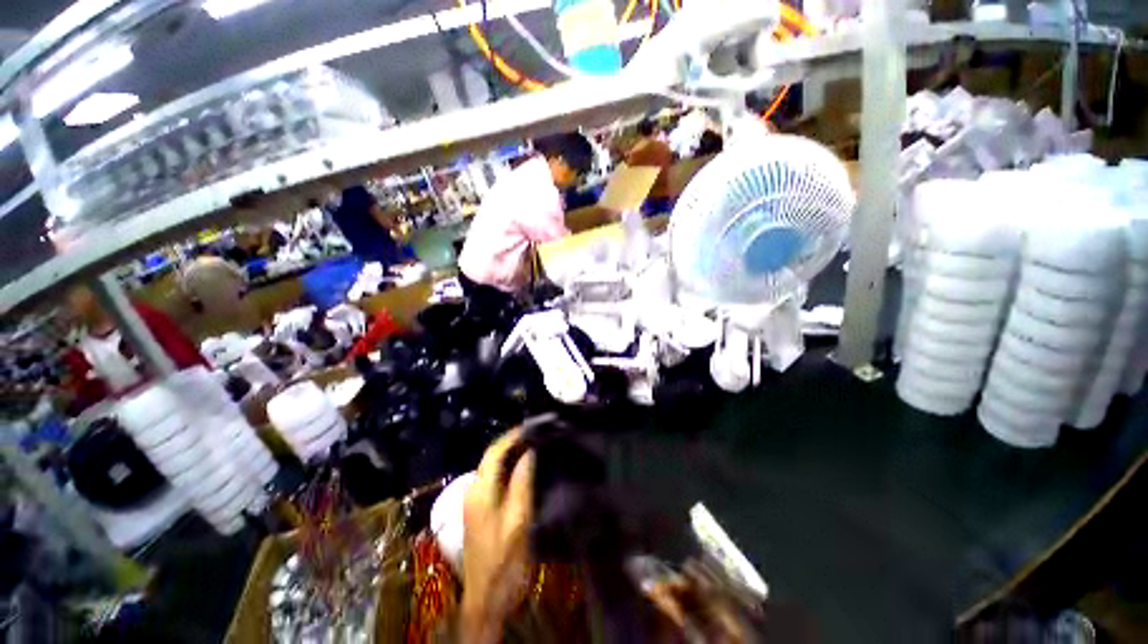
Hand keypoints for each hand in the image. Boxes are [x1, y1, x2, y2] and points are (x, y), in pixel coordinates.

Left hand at [461, 429, 534, 642]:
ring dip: (511, 454)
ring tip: (534, 446)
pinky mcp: (479, 510)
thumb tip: (530, 451)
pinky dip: (509, 468)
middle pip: (492, 457)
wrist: (487, 597)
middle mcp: (472, 490)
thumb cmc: (505, 559)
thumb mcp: (519, 519)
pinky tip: (524, 468)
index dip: (513, 436)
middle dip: (512, 442)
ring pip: (493, 467)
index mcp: (480, 490)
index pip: (495, 452)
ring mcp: (474, 501)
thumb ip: (523, 482)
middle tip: (536, 434)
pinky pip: (494, 478)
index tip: (533, 426)